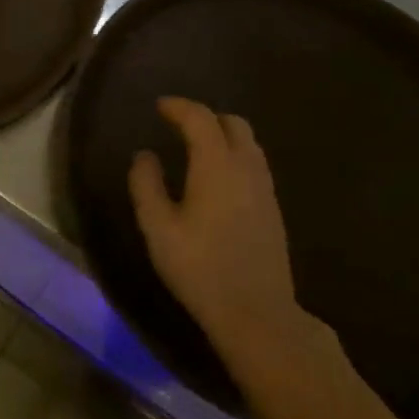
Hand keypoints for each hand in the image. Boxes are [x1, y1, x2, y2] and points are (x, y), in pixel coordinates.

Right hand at [128, 97, 308, 362]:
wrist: (256, 312)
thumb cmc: (200, 268)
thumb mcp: (158, 228)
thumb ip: (146, 184)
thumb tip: (144, 155)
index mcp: (216, 165)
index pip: (200, 119)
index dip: (179, 107)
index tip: (159, 106)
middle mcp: (246, 168)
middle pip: (233, 123)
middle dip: (205, 116)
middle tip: (178, 125)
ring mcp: (265, 188)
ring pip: (249, 143)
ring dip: (223, 135)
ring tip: (196, 148)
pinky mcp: (273, 208)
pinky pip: (255, 164)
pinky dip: (235, 155)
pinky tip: (217, 178)